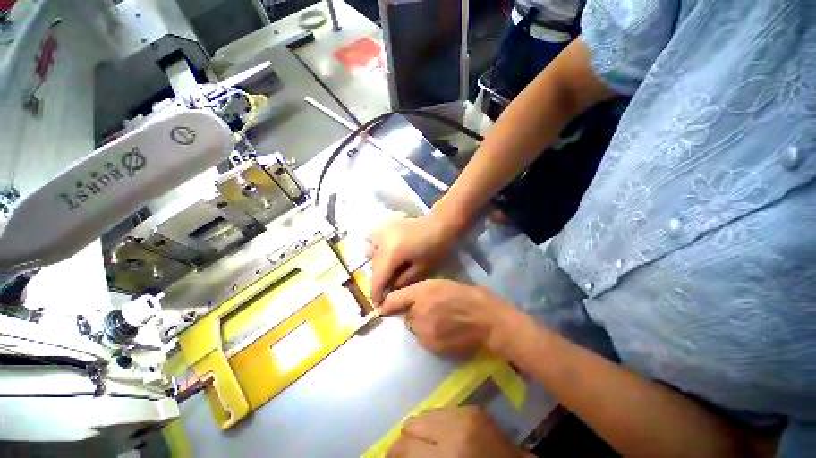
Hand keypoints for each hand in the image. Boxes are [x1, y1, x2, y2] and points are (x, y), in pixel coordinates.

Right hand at [366, 216, 459, 303]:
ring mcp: (381, 231)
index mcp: (392, 253)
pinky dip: (375, 247)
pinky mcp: (384, 226)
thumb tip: (389, 290)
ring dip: (377, 264)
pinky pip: (372, 240)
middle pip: (374, 267)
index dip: (376, 294)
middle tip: (388, 288)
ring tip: (389, 268)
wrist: (439, 224)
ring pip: (371, 254)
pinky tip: (385, 251)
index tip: (378, 306)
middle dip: (379, 280)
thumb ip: (402, 281)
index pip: (377, 278)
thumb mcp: (421, 269)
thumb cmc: (435, 248)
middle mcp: (381, 242)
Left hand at [379, 279, 519, 355]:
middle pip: (405, 316)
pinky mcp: (432, 346)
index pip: (394, 299)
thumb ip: (421, 291)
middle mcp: (418, 311)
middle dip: (413, 313)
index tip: (381, 309)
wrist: (488, 319)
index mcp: (422, 291)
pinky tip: (445, 332)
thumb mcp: (442, 283)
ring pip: (414, 329)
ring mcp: (424, 331)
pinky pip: (423, 340)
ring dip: (421, 325)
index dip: (387, 304)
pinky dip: (429, 336)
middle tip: (430, 310)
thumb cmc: (467, 296)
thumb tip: (406, 300)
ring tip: (440, 321)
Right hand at [387, 407, 530, 457]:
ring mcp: (465, 413)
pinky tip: (444, 434)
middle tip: (411, 451)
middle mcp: (454, 428)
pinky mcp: (473, 408)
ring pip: (426, 412)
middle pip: (412, 423)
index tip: (393, 457)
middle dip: (407, 438)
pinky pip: (443, 409)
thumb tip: (397, 453)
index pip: (404, 446)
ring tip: (428, 441)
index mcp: (447, 455)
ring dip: (423, 427)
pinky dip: (438, 421)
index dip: (394, 452)